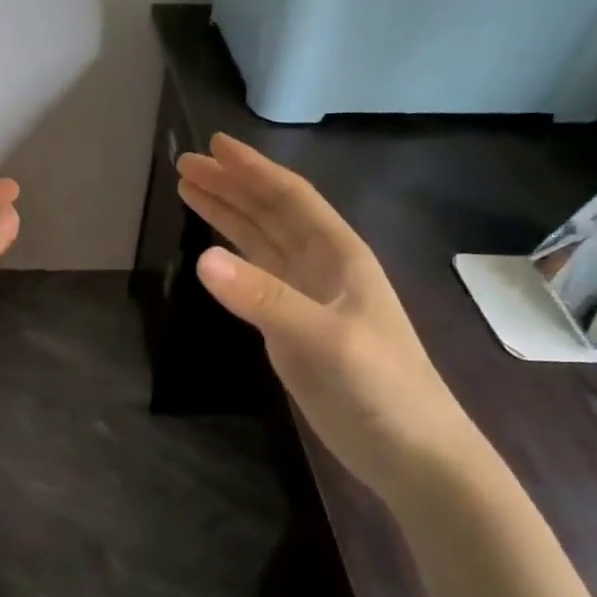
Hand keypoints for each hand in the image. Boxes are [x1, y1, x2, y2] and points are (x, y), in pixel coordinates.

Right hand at [177, 133, 486, 504]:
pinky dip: (234, 257)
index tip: (213, 145)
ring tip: (190, 192)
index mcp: (339, 256)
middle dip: (231, 187)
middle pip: (271, 214)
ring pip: (262, 243)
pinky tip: (214, 251)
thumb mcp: (322, 338)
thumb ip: (264, 298)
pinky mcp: (294, 328)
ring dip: (228, 216)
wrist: (409, 451)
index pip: (290, 199)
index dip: (252, 170)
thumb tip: (202, 259)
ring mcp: (308, 298)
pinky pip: (258, 277)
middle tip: (186, 165)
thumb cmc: (379, 387)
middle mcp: (323, 268)